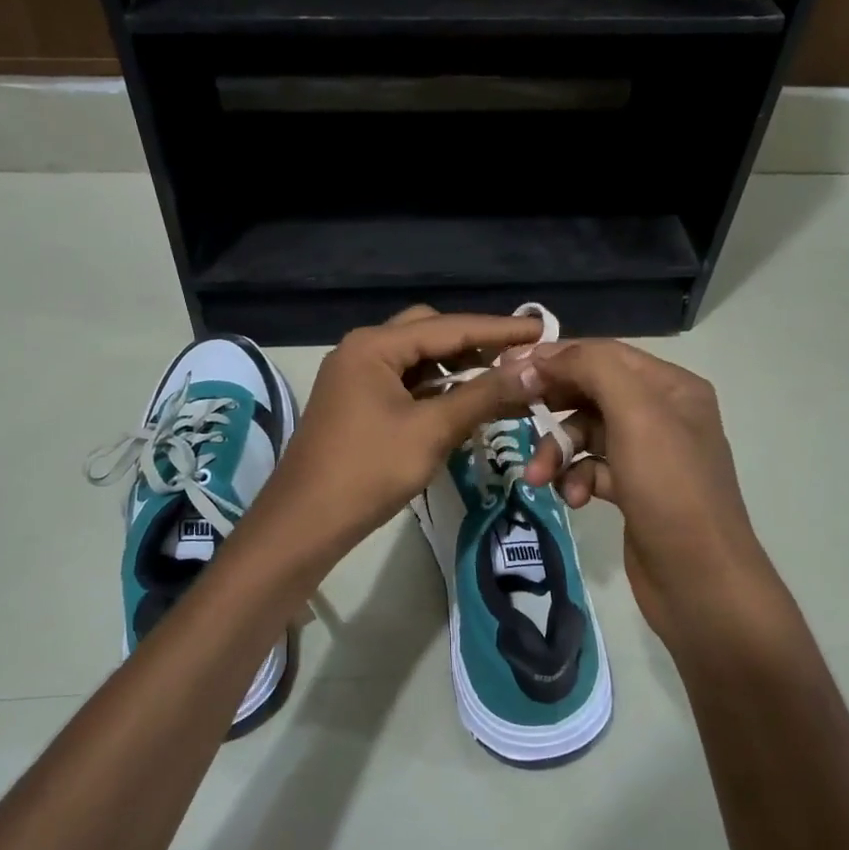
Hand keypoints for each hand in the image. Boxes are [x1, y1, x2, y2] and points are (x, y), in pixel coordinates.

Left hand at [241, 306, 544, 568]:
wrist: (305, 523)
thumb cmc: (368, 471)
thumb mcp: (431, 431)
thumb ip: (482, 396)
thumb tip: (532, 370)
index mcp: (374, 346)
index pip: (449, 327)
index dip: (499, 329)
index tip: (543, 329)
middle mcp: (362, 351)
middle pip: (429, 333)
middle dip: (475, 344)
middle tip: (518, 359)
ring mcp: (355, 377)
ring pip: (417, 360)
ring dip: (456, 368)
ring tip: (499, 381)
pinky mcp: (356, 404)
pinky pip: (405, 384)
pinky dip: (436, 390)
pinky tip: (463, 403)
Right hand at [521, 340, 777, 642]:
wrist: (701, 581)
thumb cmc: (670, 490)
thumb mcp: (637, 415)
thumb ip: (593, 370)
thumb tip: (544, 355)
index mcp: (672, 387)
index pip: (604, 354)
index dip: (557, 357)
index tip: (509, 368)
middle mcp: (663, 414)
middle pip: (592, 393)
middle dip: (553, 409)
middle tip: (513, 415)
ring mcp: (649, 455)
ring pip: (587, 434)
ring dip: (559, 451)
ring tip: (539, 479)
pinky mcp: (634, 490)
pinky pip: (592, 468)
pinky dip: (576, 479)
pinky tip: (574, 500)